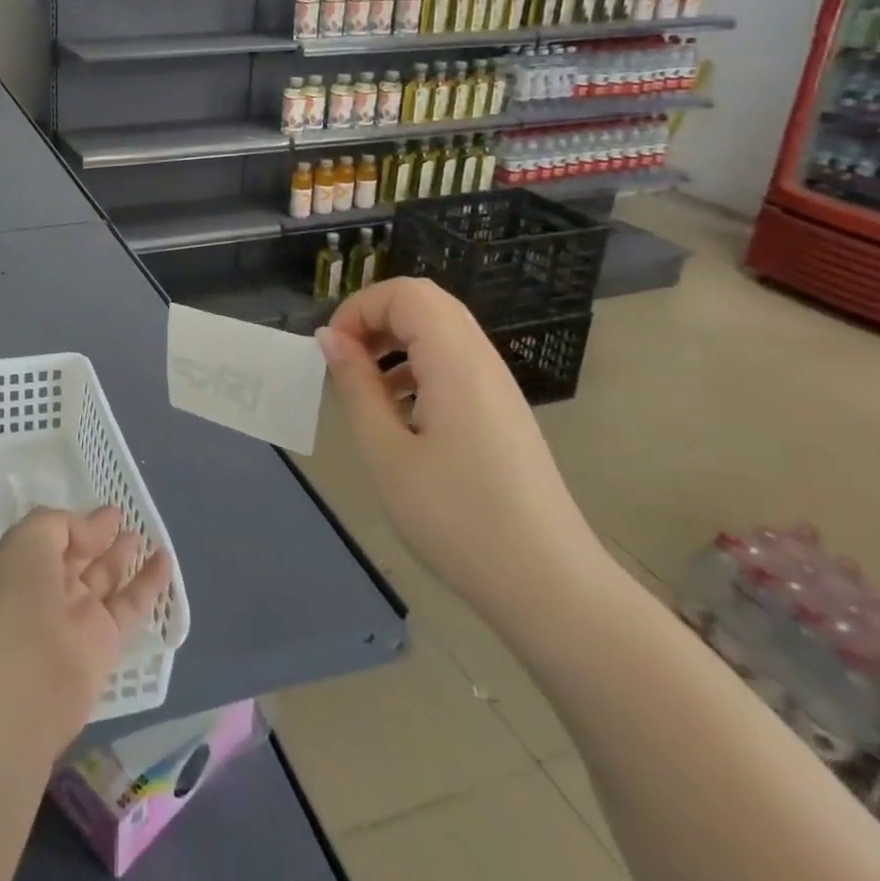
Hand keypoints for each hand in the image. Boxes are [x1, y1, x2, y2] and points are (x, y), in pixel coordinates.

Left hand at [0, 507, 171, 749]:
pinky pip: (130, 605)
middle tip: (123, 518)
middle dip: (99, 537)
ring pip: (105, 578)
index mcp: (20, 566)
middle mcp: (47, 590)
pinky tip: (165, 560)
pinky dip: (148, 583)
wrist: (25, 684)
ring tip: (144, 533)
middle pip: (78, 557)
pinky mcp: (105, 644)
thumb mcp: (28, 539)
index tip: (103, 512)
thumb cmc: (17, 600)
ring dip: (123, 556)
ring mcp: (76, 618)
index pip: (51, 538)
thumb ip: (63, 525)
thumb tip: (93, 532)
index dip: (76, 524)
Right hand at [316, 278, 608, 626]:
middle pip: (425, 302)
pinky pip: (453, 361)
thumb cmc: (458, 519)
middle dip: (375, 318)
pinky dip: (416, 366)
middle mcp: (482, 361)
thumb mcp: (386, 453)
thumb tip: (329, 338)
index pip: (405, 293)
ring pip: (440, 330)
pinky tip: (399, 414)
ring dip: (394, 342)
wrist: (550, 587)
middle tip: (345, 360)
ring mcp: (497, 386)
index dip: (360, 308)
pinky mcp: (501, 411)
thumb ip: (355, 386)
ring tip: (365, 387)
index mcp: (456, 362)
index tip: (333, 352)